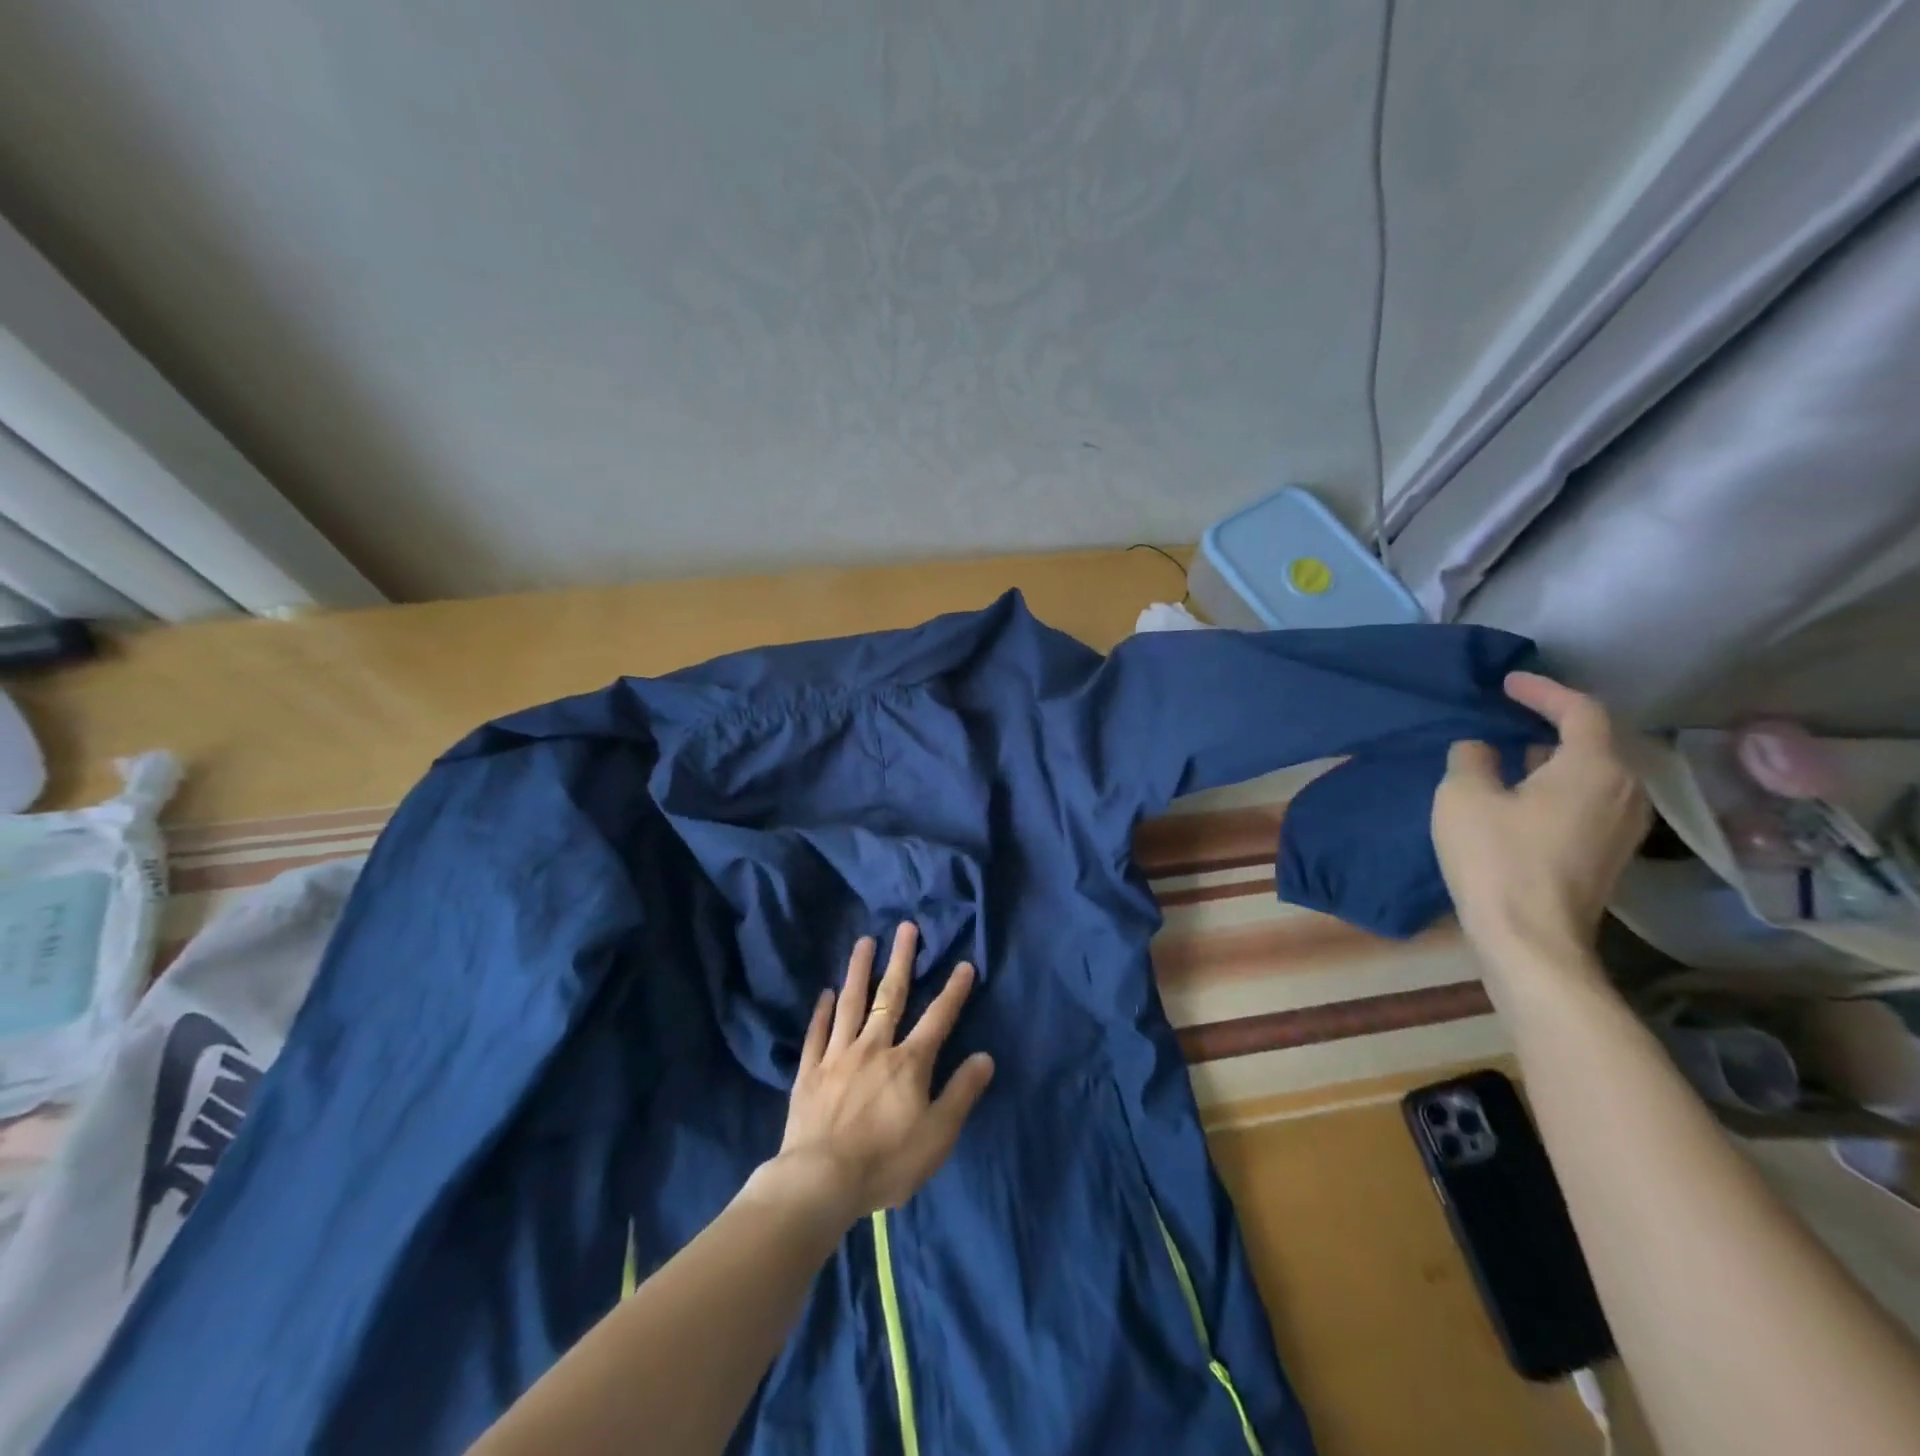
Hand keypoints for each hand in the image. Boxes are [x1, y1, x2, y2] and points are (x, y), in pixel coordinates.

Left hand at [772, 923, 994, 1222]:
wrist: (820, 1181)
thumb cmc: (886, 1162)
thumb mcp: (938, 1135)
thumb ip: (961, 1093)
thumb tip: (985, 1056)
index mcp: (908, 1063)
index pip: (937, 1019)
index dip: (953, 991)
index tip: (964, 964)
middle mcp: (874, 1048)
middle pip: (891, 996)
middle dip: (901, 960)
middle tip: (905, 927)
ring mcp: (838, 1056)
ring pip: (851, 1004)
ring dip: (859, 970)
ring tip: (864, 941)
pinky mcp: (810, 1071)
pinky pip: (817, 1033)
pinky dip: (821, 1011)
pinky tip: (824, 993)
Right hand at [1433, 673, 1649, 972]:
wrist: (1531, 938)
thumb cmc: (1496, 858)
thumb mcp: (1463, 796)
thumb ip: (1472, 758)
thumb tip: (1481, 748)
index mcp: (1593, 767)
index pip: (1580, 710)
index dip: (1543, 690)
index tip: (1507, 683)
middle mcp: (1625, 790)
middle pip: (1594, 740)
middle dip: (1551, 722)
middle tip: (1508, 713)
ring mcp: (1624, 825)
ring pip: (1592, 772)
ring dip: (1553, 755)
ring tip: (1511, 751)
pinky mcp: (1610, 852)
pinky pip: (1589, 798)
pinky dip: (1558, 782)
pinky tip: (1523, 792)